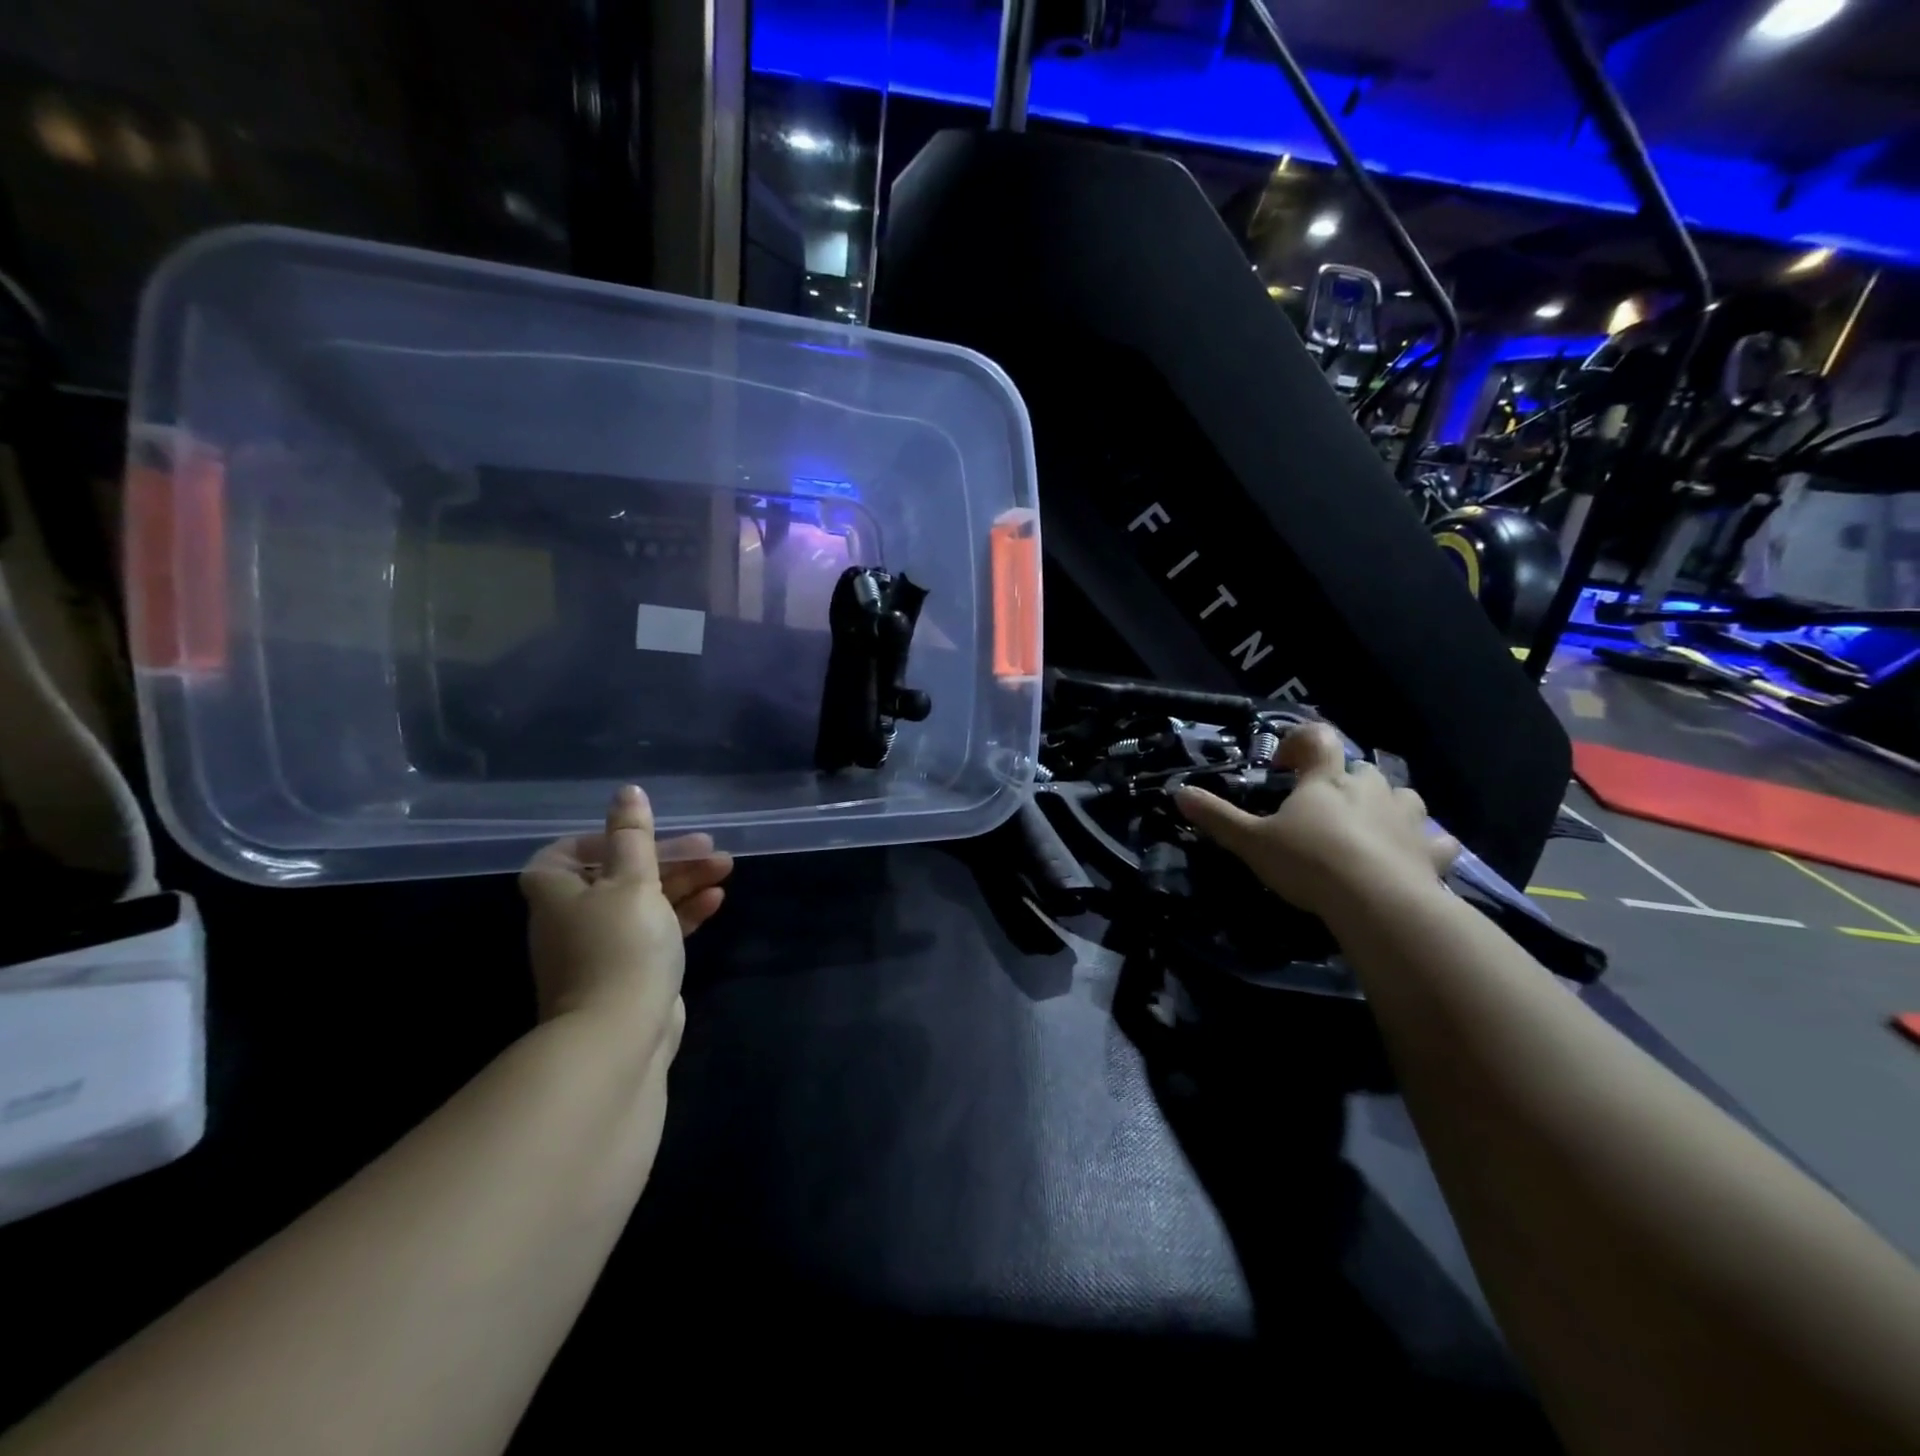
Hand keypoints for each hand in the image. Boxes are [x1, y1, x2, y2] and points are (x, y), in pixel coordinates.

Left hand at [519, 786, 732, 1051]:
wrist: (620, 1036)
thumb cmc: (621, 946)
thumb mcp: (632, 881)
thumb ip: (633, 836)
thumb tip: (627, 792)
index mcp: (559, 893)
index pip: (565, 853)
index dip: (603, 839)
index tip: (642, 834)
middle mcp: (574, 919)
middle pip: (620, 875)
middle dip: (667, 858)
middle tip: (709, 847)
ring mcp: (604, 948)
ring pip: (645, 902)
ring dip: (683, 882)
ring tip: (724, 867)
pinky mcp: (632, 972)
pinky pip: (658, 930)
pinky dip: (683, 913)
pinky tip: (716, 900)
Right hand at [1174, 723, 1457, 918]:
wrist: (1377, 902)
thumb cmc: (1309, 862)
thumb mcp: (1251, 841)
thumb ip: (1217, 816)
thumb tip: (1178, 792)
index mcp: (1327, 779)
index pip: (1317, 738)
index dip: (1300, 743)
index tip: (1283, 768)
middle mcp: (1370, 788)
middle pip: (1359, 769)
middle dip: (1340, 782)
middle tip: (1318, 809)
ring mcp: (1407, 818)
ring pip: (1402, 796)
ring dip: (1385, 805)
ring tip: (1366, 828)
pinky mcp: (1432, 851)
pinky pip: (1437, 839)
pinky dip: (1426, 843)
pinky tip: (1415, 855)